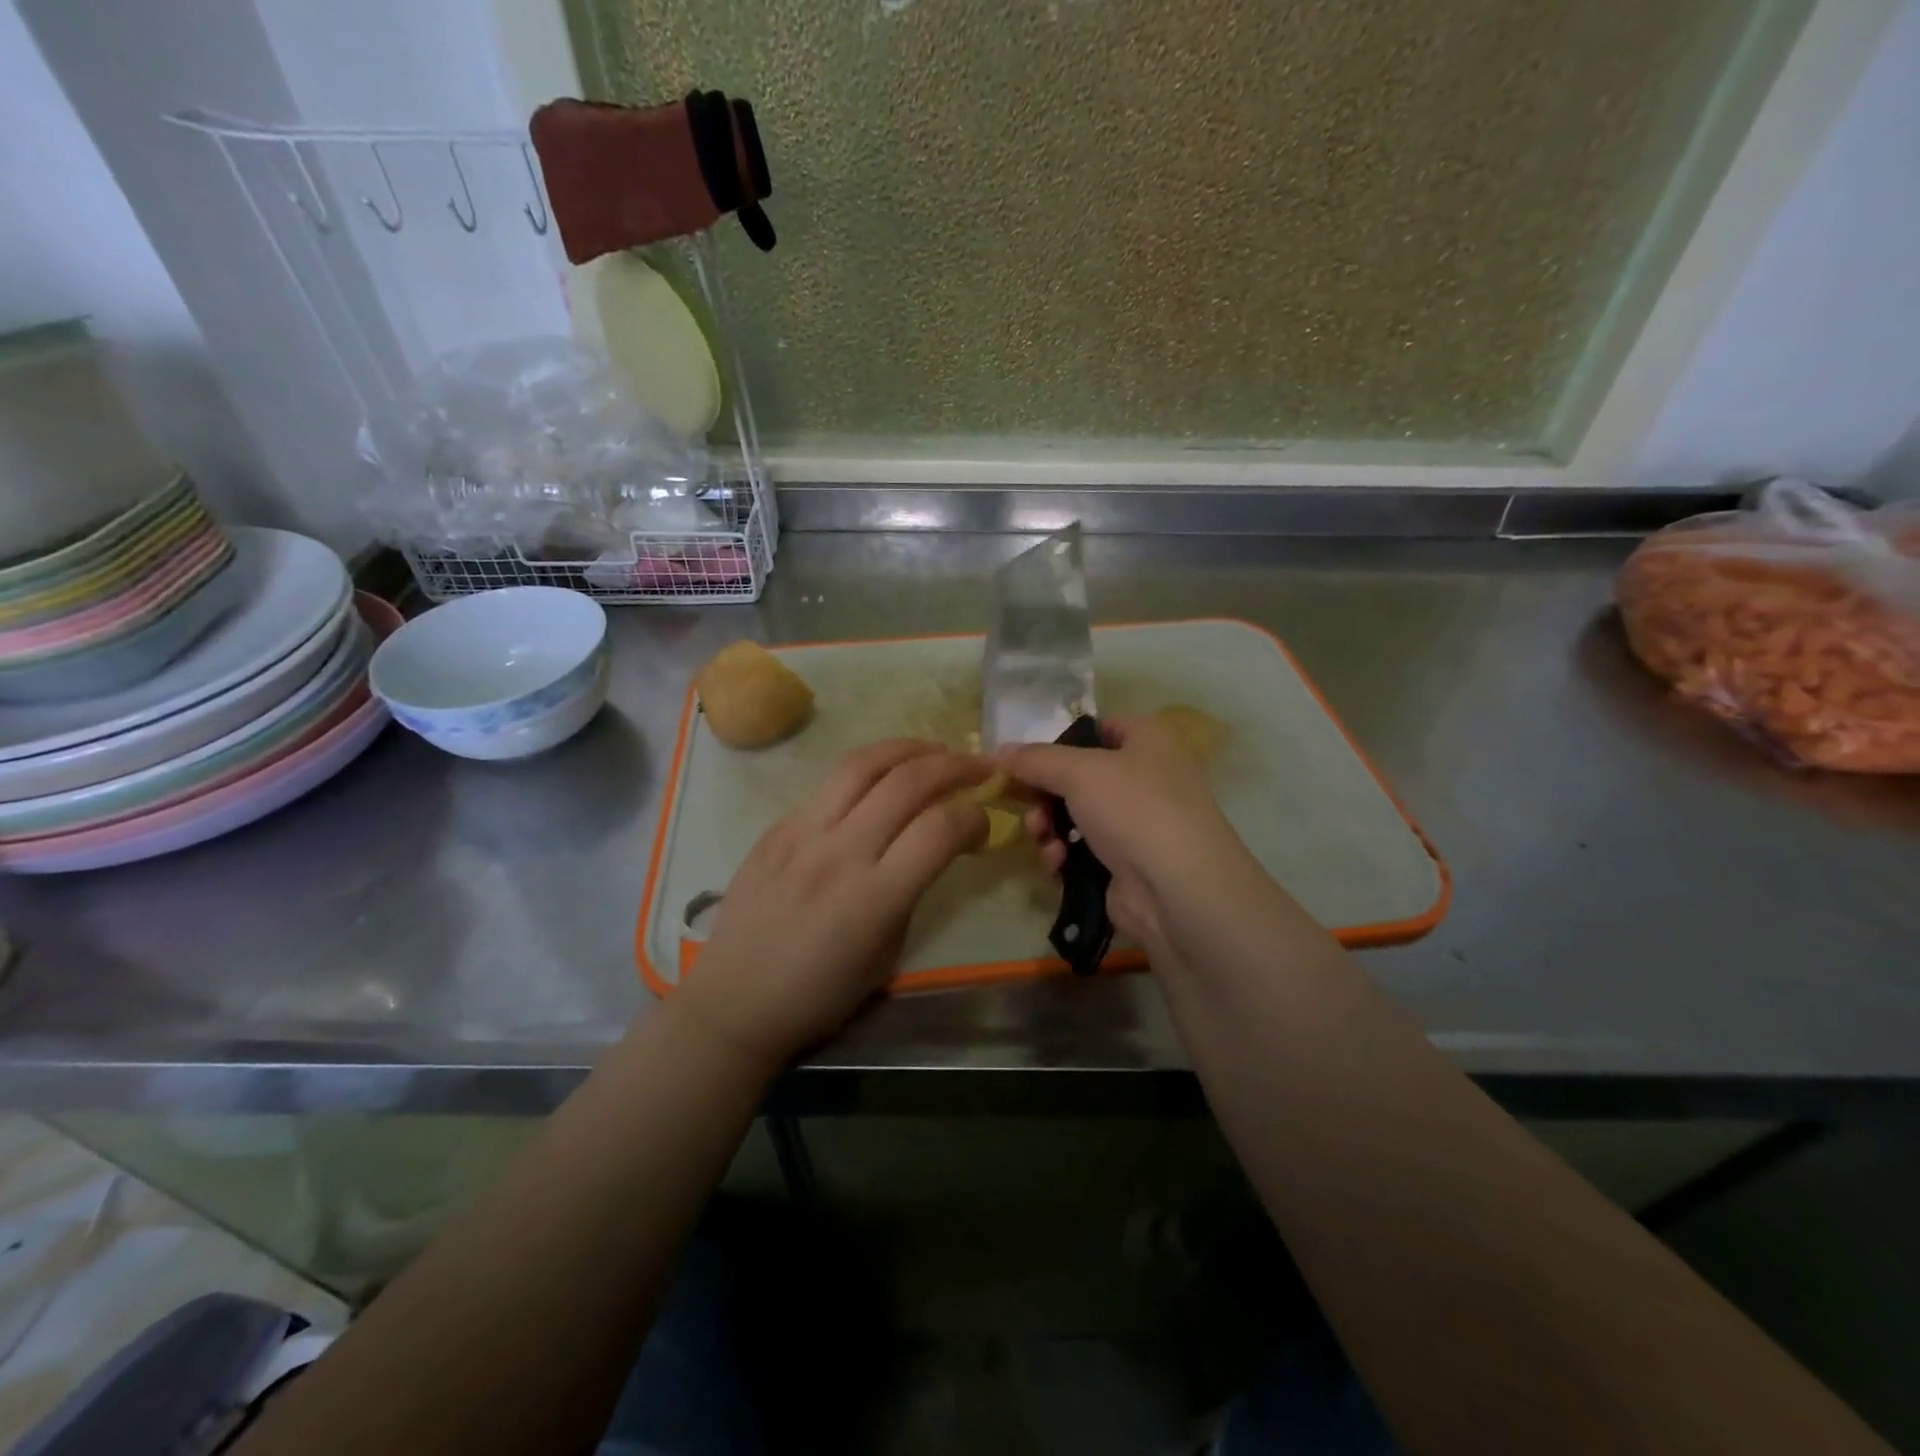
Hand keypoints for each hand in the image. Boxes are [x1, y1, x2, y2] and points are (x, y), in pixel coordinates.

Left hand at [673, 740, 988, 1067]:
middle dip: (954, 766)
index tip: (984, 824)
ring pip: (863, 764)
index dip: (975, 817)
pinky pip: (829, 783)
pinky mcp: (777, 826)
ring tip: (935, 750)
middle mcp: (839, 852)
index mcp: (874, 897)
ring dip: (909, 748)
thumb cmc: (820, 994)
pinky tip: (883, 775)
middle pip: (908, 782)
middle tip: (979, 767)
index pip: (940, 829)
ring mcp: (802, 832)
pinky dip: (868, 769)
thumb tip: (932, 848)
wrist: (735, 1001)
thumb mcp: (887, 955)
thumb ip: (911, 893)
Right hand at [1002, 715, 1254, 952]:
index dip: (1059, 743)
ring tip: (1044, 840)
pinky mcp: (1126, 864)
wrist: (1178, 889)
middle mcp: (1147, 777)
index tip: (1024, 763)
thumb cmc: (1135, 808)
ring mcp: (1138, 824)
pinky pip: (1081, 851)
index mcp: (1148, 740)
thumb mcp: (1079, 771)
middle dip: (1045, 796)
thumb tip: (998, 751)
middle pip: (1077, 777)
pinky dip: (1064, 855)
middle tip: (1028, 809)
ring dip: (1049, 828)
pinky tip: (1057, 864)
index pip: (1096, 729)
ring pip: (1074, 817)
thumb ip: (1035, 759)